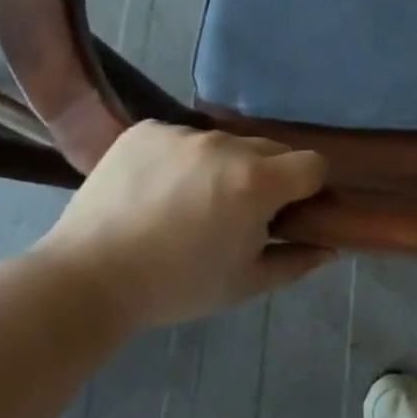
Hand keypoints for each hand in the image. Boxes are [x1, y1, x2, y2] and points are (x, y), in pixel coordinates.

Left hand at [31, 123, 331, 327]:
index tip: (289, 211)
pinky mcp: (146, 130)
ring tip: (191, 202)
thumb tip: (330, 248)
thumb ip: (295, 262)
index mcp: (257, 182)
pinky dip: (181, 158)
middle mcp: (227, 146)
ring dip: (224, 166)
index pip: (313, 164)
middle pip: (272, 149)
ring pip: (226, 142)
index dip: (309, 188)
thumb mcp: (244, 284)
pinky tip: (158, 188)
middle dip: (268, 176)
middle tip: (239, 212)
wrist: (86, 280)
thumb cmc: (175, 286)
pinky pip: (182, 137)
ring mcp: (184, 134)